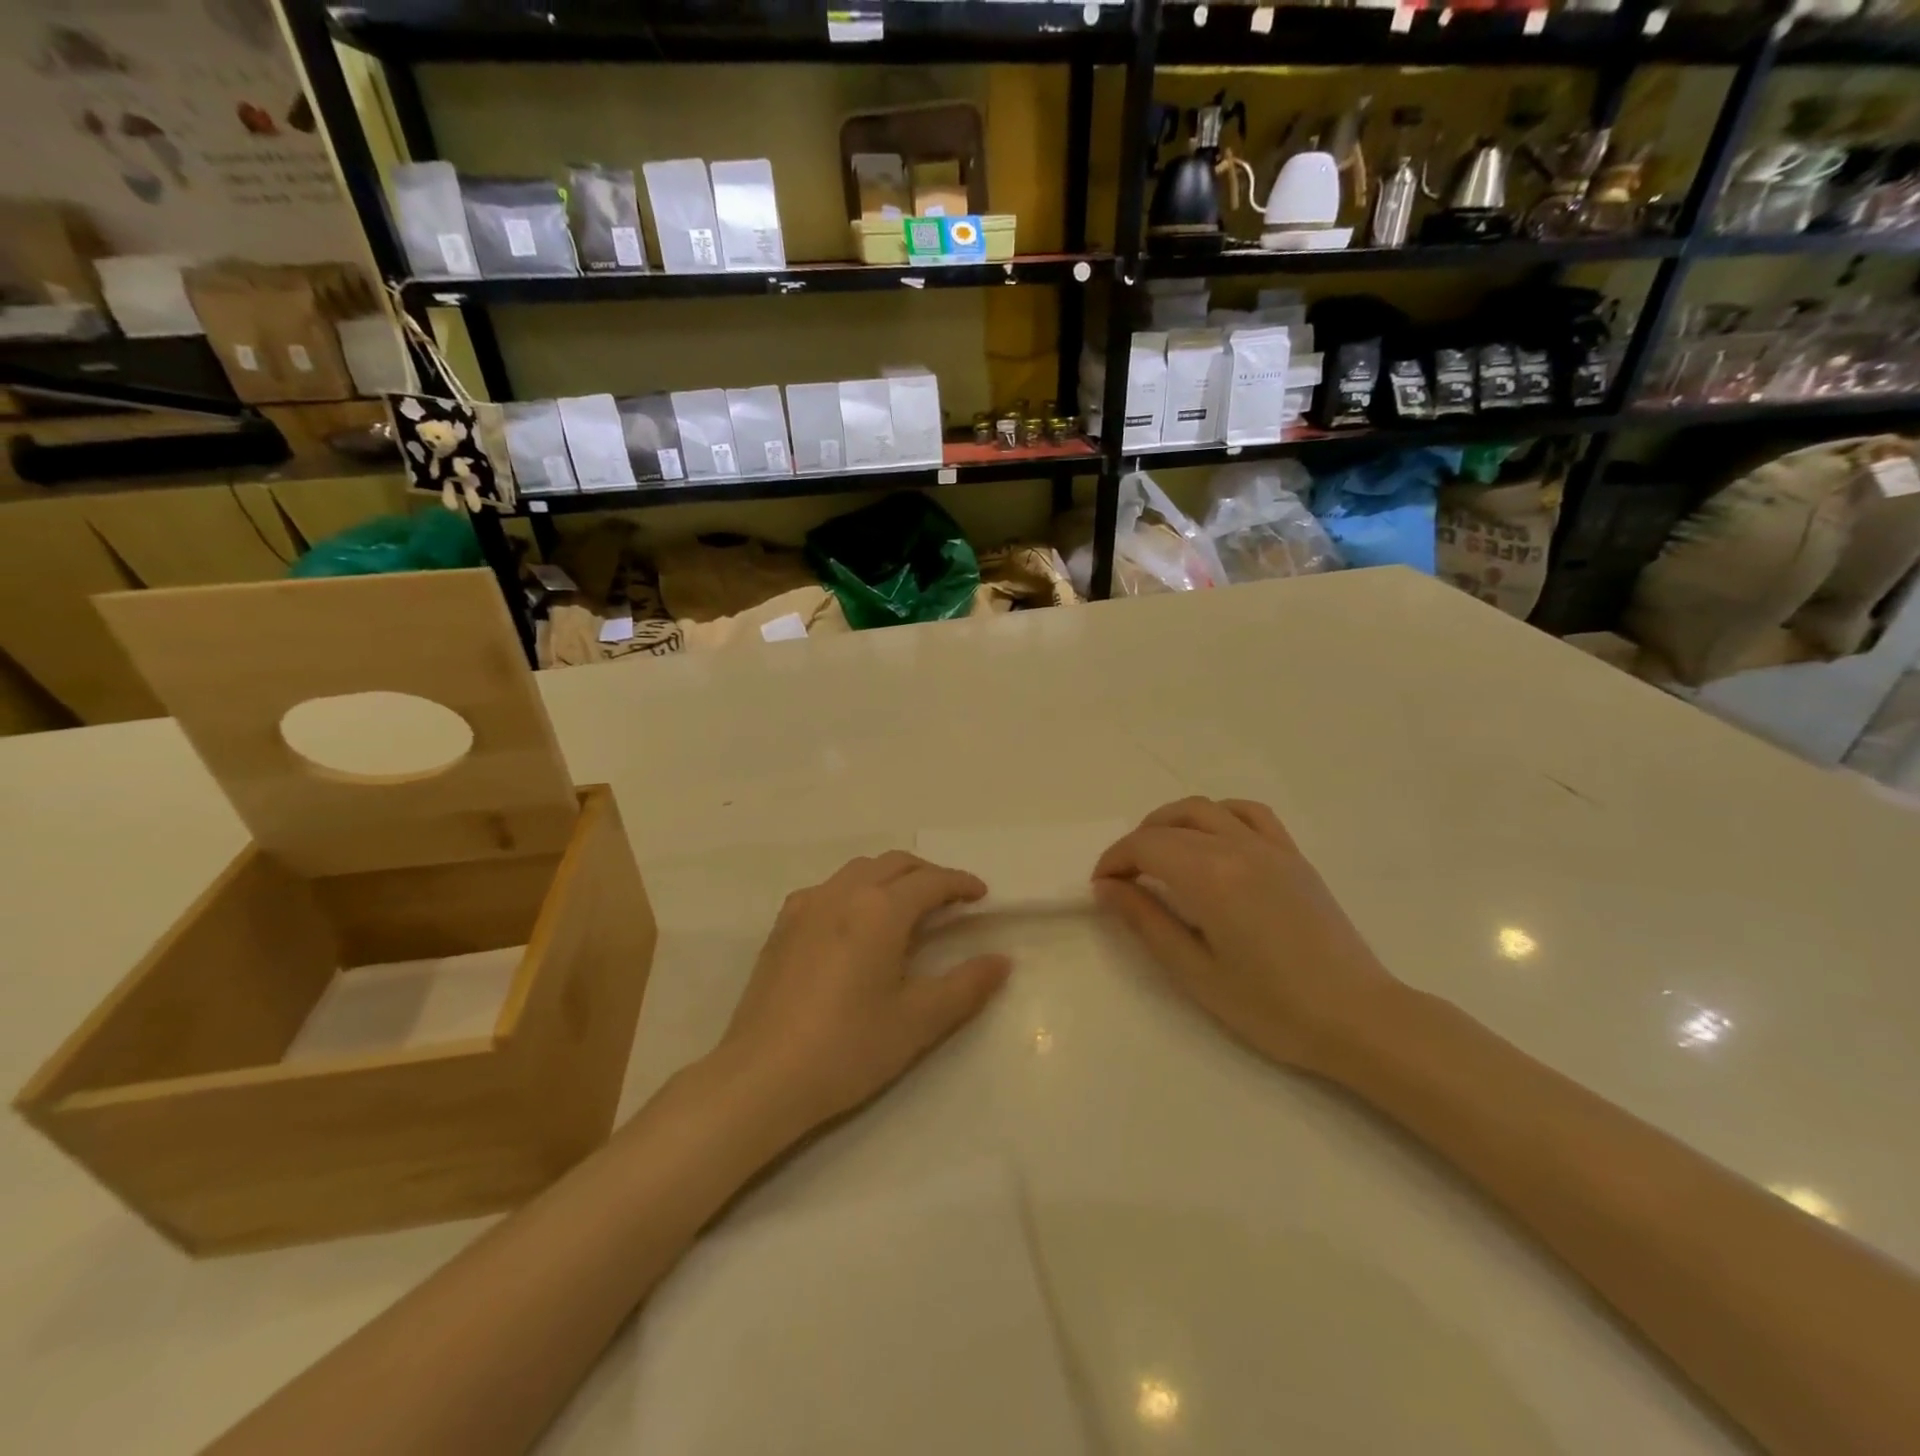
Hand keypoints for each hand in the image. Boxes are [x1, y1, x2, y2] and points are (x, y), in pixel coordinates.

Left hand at [715, 851, 1011, 1137]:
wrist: (761, 1077)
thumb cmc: (848, 1048)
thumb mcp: (918, 1021)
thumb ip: (965, 986)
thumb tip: (1001, 960)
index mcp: (879, 909)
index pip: (930, 881)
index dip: (960, 884)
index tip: (981, 896)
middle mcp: (842, 893)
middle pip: (895, 864)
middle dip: (928, 874)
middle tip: (951, 900)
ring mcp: (806, 905)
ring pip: (860, 870)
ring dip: (892, 877)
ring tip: (909, 908)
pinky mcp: (783, 925)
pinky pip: (830, 889)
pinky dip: (857, 890)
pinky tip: (858, 924)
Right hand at [1093, 797, 1397, 1073]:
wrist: (1358, 1019)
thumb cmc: (1271, 1007)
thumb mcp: (1195, 972)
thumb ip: (1146, 922)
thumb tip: (1107, 889)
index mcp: (1210, 877)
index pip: (1145, 847)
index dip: (1114, 861)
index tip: (1101, 888)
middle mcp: (1237, 847)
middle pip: (1169, 825)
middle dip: (1135, 844)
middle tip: (1122, 879)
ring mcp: (1270, 847)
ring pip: (1205, 809)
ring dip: (1170, 822)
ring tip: (1158, 854)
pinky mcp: (1293, 856)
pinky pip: (1249, 813)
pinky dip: (1218, 815)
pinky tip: (1210, 839)